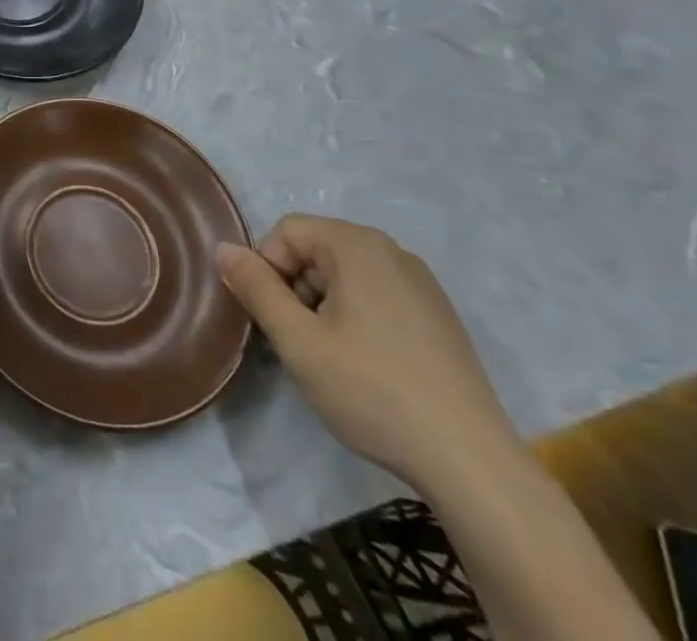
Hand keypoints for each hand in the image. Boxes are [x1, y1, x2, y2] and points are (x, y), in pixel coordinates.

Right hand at [217, 215, 520, 490]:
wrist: (473, 465)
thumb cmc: (373, 391)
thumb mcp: (298, 341)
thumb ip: (255, 288)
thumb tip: (223, 249)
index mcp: (358, 246)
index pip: (287, 232)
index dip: (267, 268)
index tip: (273, 318)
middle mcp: (393, 252)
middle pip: (317, 250)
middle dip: (296, 288)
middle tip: (298, 341)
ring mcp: (423, 286)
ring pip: (346, 276)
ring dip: (324, 306)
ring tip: (331, 359)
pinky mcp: (439, 319)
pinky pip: (378, 297)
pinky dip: (357, 318)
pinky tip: (367, 367)